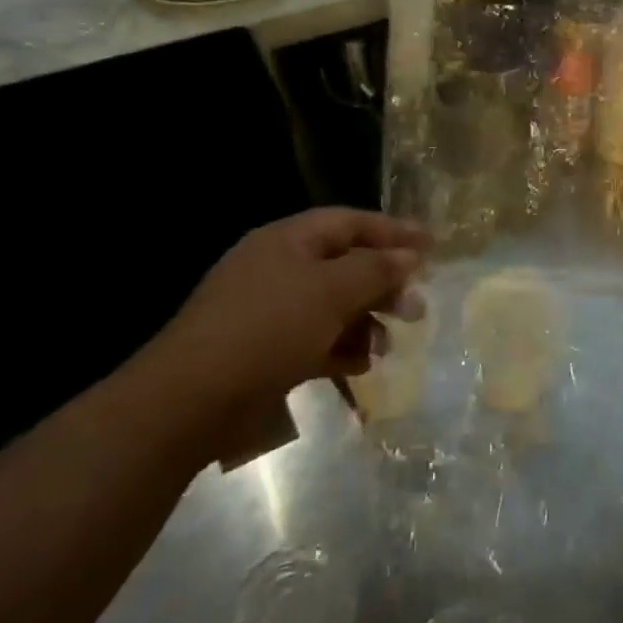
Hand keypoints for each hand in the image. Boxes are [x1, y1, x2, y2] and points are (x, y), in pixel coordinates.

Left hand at [143, 208, 430, 434]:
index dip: (393, 231)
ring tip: (388, 344)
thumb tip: (410, 256)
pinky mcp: (263, 349)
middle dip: (383, 284)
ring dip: (365, 321)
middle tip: (416, 306)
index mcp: (288, 240)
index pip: (350, 223)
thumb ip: (375, 269)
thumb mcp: (330, 292)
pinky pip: (313, 338)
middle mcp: (278, 267)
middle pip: (344, 265)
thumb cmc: (267, 329)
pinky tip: (360, 365)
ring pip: (331, 305)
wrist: (190, 400)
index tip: (432, 246)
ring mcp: (268, 310)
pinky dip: (339, 347)